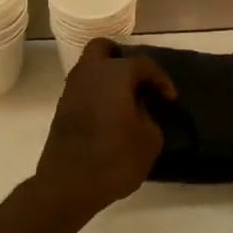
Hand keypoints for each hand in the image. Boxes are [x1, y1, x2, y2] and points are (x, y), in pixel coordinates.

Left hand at [34, 39, 177, 212]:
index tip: (170, 99)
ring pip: (89, 68)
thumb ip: (149, 117)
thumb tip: (140, 110)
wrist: (68, 184)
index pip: (143, 64)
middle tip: (138, 80)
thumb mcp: (149, 140)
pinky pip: (83, 88)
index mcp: (115, 74)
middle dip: (121, 57)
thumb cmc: (115, 158)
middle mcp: (90, 73)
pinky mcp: (62, 109)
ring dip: (107, 76)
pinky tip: (110, 114)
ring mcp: (72, 90)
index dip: (161, 80)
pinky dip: (96, 93)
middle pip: (103, 48)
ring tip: (126, 99)